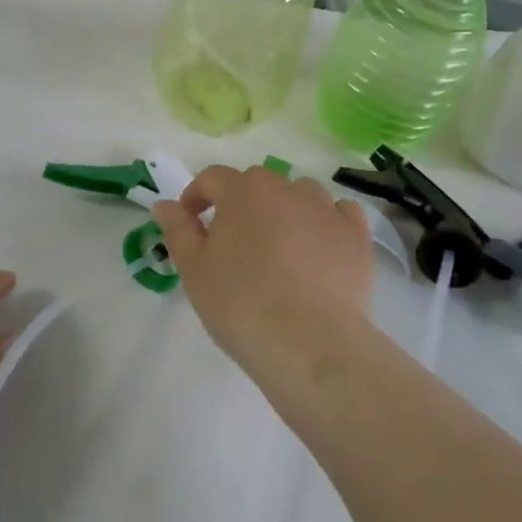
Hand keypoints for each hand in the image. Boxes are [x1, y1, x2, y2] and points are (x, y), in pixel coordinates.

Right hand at [152, 166, 373, 376]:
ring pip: (300, 193)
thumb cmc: (241, 305)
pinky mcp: (356, 236)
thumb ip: (178, 230)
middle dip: (241, 202)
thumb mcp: (194, 270)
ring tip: (278, 244)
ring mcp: (326, 210)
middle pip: (258, 182)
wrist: (310, 344)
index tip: (190, 222)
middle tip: (233, 241)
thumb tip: (165, 204)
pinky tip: (319, 245)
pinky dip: (326, 221)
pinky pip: (339, 212)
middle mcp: (286, 189)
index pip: (213, 178)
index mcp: (243, 192)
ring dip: (284, 208)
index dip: (197, 196)